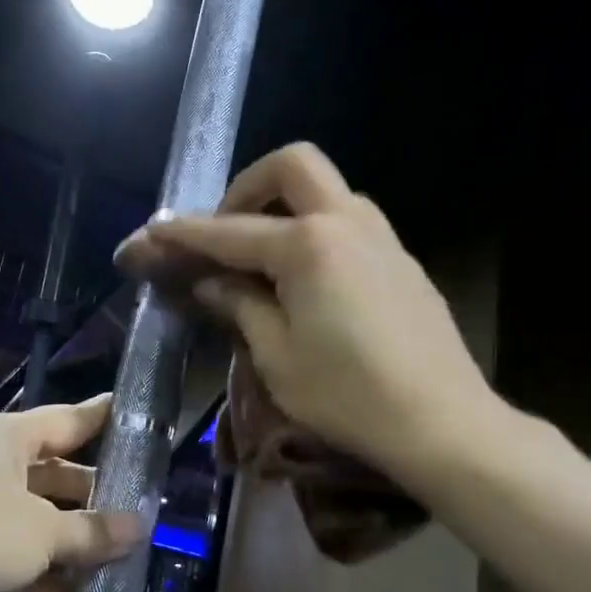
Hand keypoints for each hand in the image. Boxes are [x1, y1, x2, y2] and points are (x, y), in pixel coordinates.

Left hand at [0, 395, 145, 591]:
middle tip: (149, 514)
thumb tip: (139, 527)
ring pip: (39, 528)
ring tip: (129, 560)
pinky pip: (18, 567)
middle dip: (97, 499)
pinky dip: (46, 581)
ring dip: (75, 547)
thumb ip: (91, 531)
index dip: (104, 419)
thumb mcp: (41, 530)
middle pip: (56, 479)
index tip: (140, 418)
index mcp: (6, 439)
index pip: (67, 421)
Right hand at [117, 142, 503, 489]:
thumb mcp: (276, 356)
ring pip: (326, 191)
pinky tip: (304, 282)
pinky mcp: (401, 262)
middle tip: (224, 232)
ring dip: (285, 207)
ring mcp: (382, 239)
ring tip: (259, 259)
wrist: (442, 424)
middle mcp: (347, 224)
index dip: (182, 233)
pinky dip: (314, 232)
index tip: (148, 233)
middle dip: (247, 187)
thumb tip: (210, 282)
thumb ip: (239, 306)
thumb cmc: (347, 395)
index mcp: (307, 246)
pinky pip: (349, 223)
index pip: (229, 232)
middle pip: (292, 167)